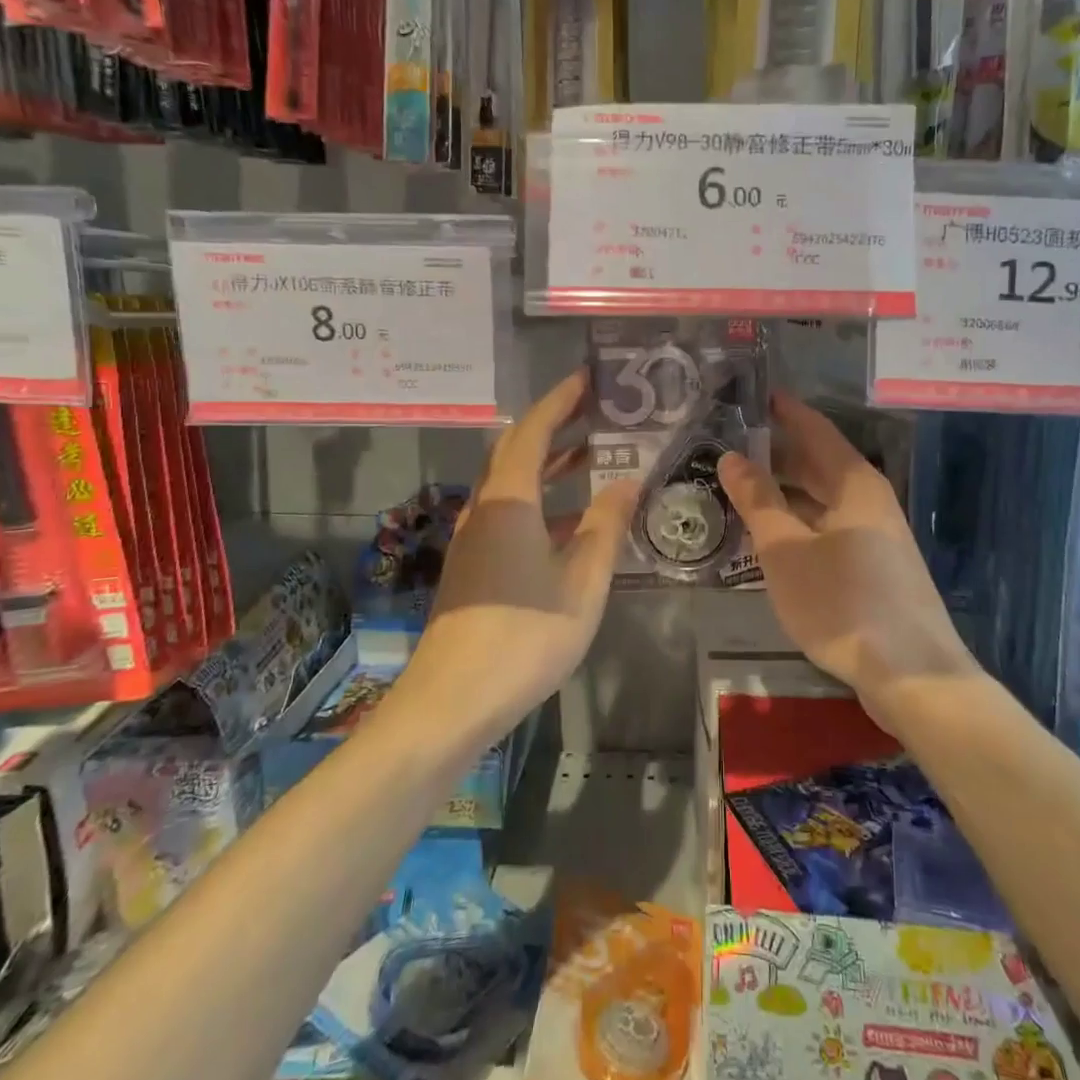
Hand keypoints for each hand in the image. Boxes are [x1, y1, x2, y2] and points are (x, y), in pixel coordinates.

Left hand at [400, 370, 638, 744]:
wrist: (453, 700)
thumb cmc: (525, 635)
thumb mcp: (582, 581)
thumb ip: (605, 526)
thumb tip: (626, 481)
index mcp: (509, 502)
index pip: (532, 431)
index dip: (559, 401)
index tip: (587, 380)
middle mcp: (486, 509)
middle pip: (517, 451)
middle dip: (555, 426)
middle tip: (596, 411)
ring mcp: (475, 539)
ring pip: (513, 485)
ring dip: (549, 464)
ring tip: (591, 454)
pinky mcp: (475, 566)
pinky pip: (510, 513)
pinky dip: (541, 501)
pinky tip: (571, 521)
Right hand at [717, 392, 982, 728]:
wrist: (912, 673)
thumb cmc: (843, 602)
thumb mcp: (786, 549)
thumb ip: (757, 501)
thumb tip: (731, 457)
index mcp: (854, 483)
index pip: (815, 429)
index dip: (784, 410)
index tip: (752, 395)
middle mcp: (869, 500)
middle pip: (819, 464)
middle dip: (777, 453)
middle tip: (729, 447)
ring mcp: (876, 535)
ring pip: (823, 499)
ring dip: (785, 492)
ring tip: (740, 490)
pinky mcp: (876, 567)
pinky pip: (829, 527)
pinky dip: (799, 522)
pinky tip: (772, 537)